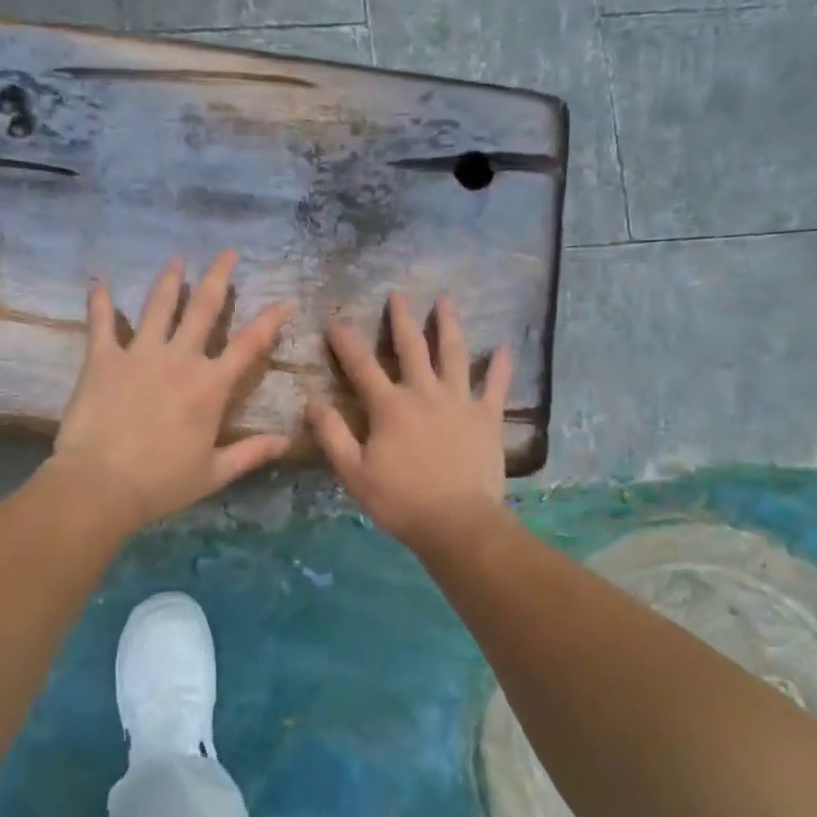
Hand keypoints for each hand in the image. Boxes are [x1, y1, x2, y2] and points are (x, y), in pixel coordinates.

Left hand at [50, 251, 293, 531]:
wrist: (101, 484)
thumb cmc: (162, 482)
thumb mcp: (214, 473)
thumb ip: (252, 452)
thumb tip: (287, 441)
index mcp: (211, 386)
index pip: (250, 344)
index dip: (271, 320)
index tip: (284, 301)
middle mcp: (180, 359)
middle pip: (204, 307)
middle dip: (219, 276)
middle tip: (228, 252)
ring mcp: (140, 354)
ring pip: (159, 305)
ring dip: (170, 279)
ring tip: (177, 259)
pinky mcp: (103, 358)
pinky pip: (102, 322)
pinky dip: (101, 300)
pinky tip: (99, 280)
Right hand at [307, 293, 512, 550]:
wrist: (457, 522)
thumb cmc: (400, 500)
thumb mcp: (353, 472)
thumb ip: (332, 434)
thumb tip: (312, 401)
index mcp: (389, 406)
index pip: (361, 365)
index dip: (346, 341)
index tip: (336, 321)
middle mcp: (424, 393)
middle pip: (411, 347)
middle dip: (402, 319)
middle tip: (398, 295)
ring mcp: (460, 401)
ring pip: (453, 354)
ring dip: (448, 325)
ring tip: (446, 300)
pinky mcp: (487, 416)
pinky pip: (495, 385)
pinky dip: (500, 365)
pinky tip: (504, 347)